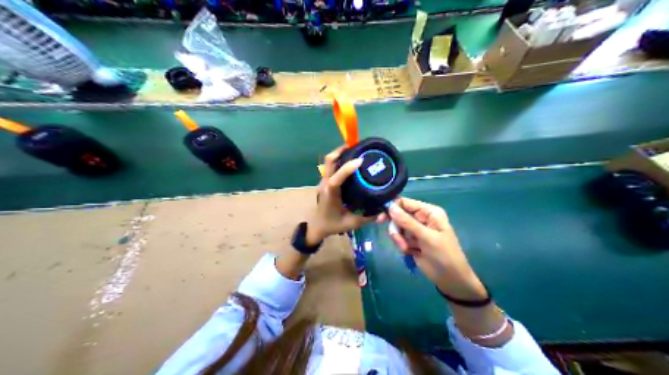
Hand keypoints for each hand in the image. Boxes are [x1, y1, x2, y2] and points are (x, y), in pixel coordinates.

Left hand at [305, 144, 374, 243]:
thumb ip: (368, 217)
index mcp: (331, 194)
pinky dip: (341, 159)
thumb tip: (384, 209)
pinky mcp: (326, 181)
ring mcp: (324, 181)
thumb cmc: (333, 225)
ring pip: (330, 161)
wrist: (317, 226)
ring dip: (341, 153)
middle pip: (330, 161)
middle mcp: (326, 184)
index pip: (336, 179)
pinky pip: (332, 165)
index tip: (360, 161)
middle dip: (342, 150)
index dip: (346, 168)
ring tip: (357, 150)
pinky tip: (352, 161)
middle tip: (358, 146)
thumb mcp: (352, 223)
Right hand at [381, 198, 485, 300]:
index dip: (392, 208)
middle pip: (398, 215)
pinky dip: (401, 245)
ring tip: (406, 249)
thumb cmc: (444, 254)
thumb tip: (390, 207)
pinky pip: (399, 238)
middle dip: (396, 228)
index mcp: (429, 212)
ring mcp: (416, 230)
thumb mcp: (427, 237)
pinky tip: (410, 252)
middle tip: (396, 239)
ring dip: (399, 239)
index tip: (381, 218)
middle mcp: (422, 218)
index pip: (405, 203)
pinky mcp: (412, 241)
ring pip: (397, 228)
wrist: (451, 279)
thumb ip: (408, 222)